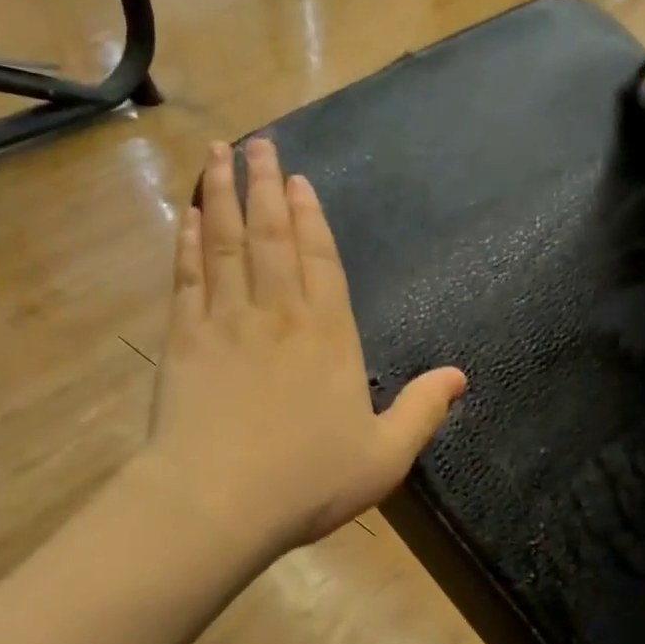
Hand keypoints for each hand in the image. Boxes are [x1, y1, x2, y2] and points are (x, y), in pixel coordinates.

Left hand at [142, 138, 466, 560]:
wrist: (217, 501)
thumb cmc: (307, 481)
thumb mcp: (384, 455)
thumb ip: (422, 410)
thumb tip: (461, 376)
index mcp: (329, 335)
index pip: (321, 259)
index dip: (311, 217)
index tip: (300, 180)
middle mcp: (278, 313)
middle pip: (271, 235)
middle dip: (266, 184)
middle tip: (259, 142)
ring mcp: (226, 321)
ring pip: (226, 242)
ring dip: (223, 194)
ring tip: (218, 152)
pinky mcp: (183, 338)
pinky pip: (187, 276)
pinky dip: (188, 241)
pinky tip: (188, 215)